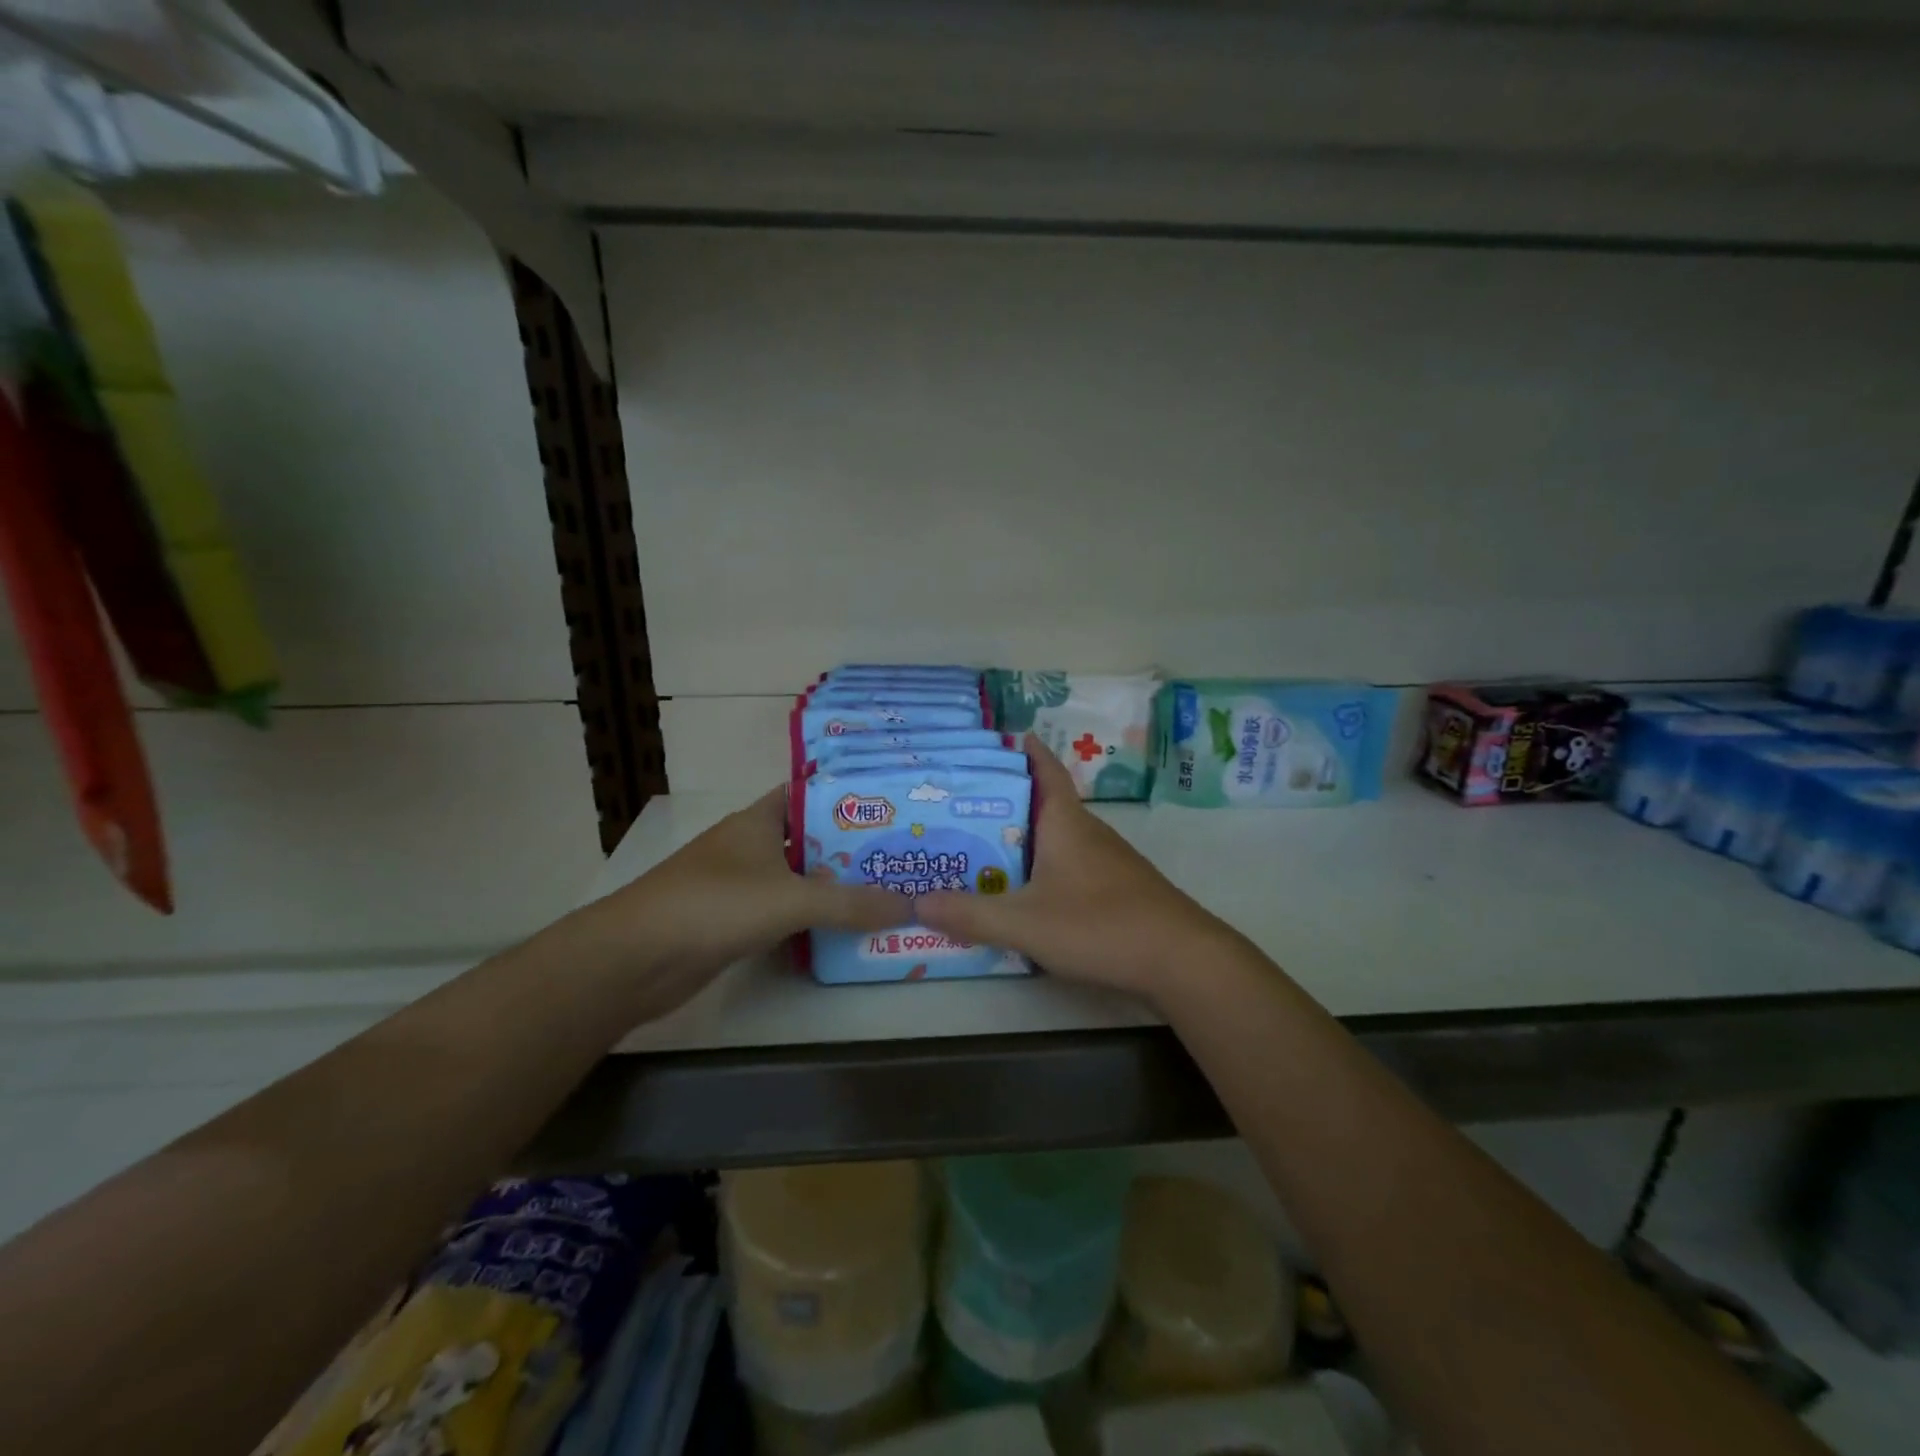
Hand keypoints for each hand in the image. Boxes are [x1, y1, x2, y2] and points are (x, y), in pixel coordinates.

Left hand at [602, 788, 903, 988]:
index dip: (844, 798)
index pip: (807, 795)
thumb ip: (851, 903)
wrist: (637, 958)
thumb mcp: (792, 899)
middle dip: (849, 848)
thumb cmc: (715, 905)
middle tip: (898, 856)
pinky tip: (842, 929)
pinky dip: (809, 918)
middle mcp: (748, 846)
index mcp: (757, 821)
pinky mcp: (731, 922)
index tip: (887, 807)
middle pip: (808, 840)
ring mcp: (737, 885)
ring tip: (884, 890)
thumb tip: (910, 905)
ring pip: (796, 879)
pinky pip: (782, 912)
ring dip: (832, 887)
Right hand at [914, 735, 1234, 1002]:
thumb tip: (916, 900)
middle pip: (1045, 803)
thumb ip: (971, 914)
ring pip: (1059, 837)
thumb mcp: (1024, 922)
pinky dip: (1045, 866)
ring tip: (985, 847)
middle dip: (1008, 800)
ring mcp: (1108, 861)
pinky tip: (1028, 891)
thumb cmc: (1099, 924)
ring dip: (1026, 836)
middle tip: (963, 805)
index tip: (1000, 737)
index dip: (1025, 751)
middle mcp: (1088, 832)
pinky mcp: (1118, 889)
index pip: (1045, 770)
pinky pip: (1072, 864)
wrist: (1181, 958)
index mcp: (1066, 823)